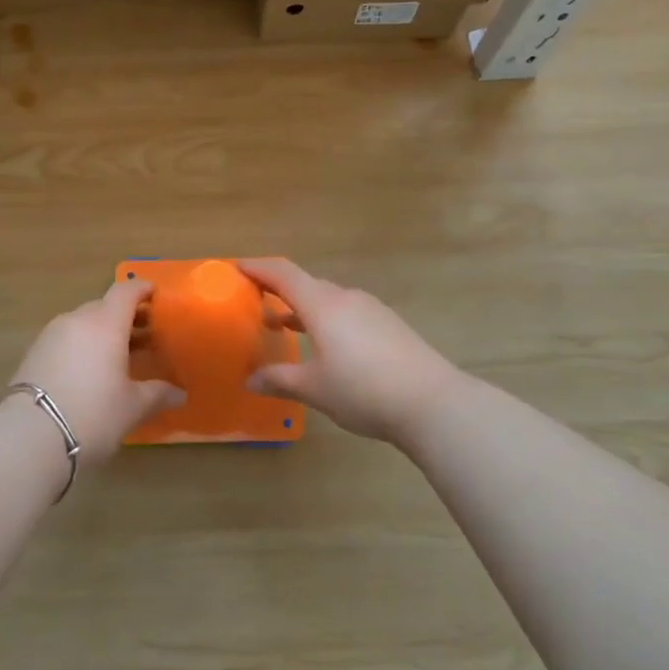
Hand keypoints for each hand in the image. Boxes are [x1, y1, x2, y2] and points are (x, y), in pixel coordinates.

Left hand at [8, 280, 182, 461]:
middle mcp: (77, 320)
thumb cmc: (92, 414)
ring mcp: (51, 335)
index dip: (143, 289)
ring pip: (83, 323)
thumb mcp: (132, 407)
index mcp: (105, 323)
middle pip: (104, 307)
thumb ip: (158, 394)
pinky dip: (81, 346)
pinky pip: (66, 339)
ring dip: (102, 332)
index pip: (126, 291)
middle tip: (144, 336)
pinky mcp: (33, 353)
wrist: (29, 437)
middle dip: (125, 317)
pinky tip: (89, 372)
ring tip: (117, 357)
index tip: (156, 295)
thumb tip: (179, 393)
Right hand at [239, 259, 471, 445]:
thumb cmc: (363, 390)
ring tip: (282, 325)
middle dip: (277, 289)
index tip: (235, 267)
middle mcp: (346, 298)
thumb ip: (279, 380)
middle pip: (305, 284)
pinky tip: (324, 345)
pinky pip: (346, 312)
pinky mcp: (388, 325)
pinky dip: (325, 319)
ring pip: (327, 299)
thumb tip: (251, 380)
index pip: (283, 274)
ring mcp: (371, 310)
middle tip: (254, 300)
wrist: (433, 402)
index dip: (258, 267)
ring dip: (302, 307)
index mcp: (323, 305)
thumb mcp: (314, 388)